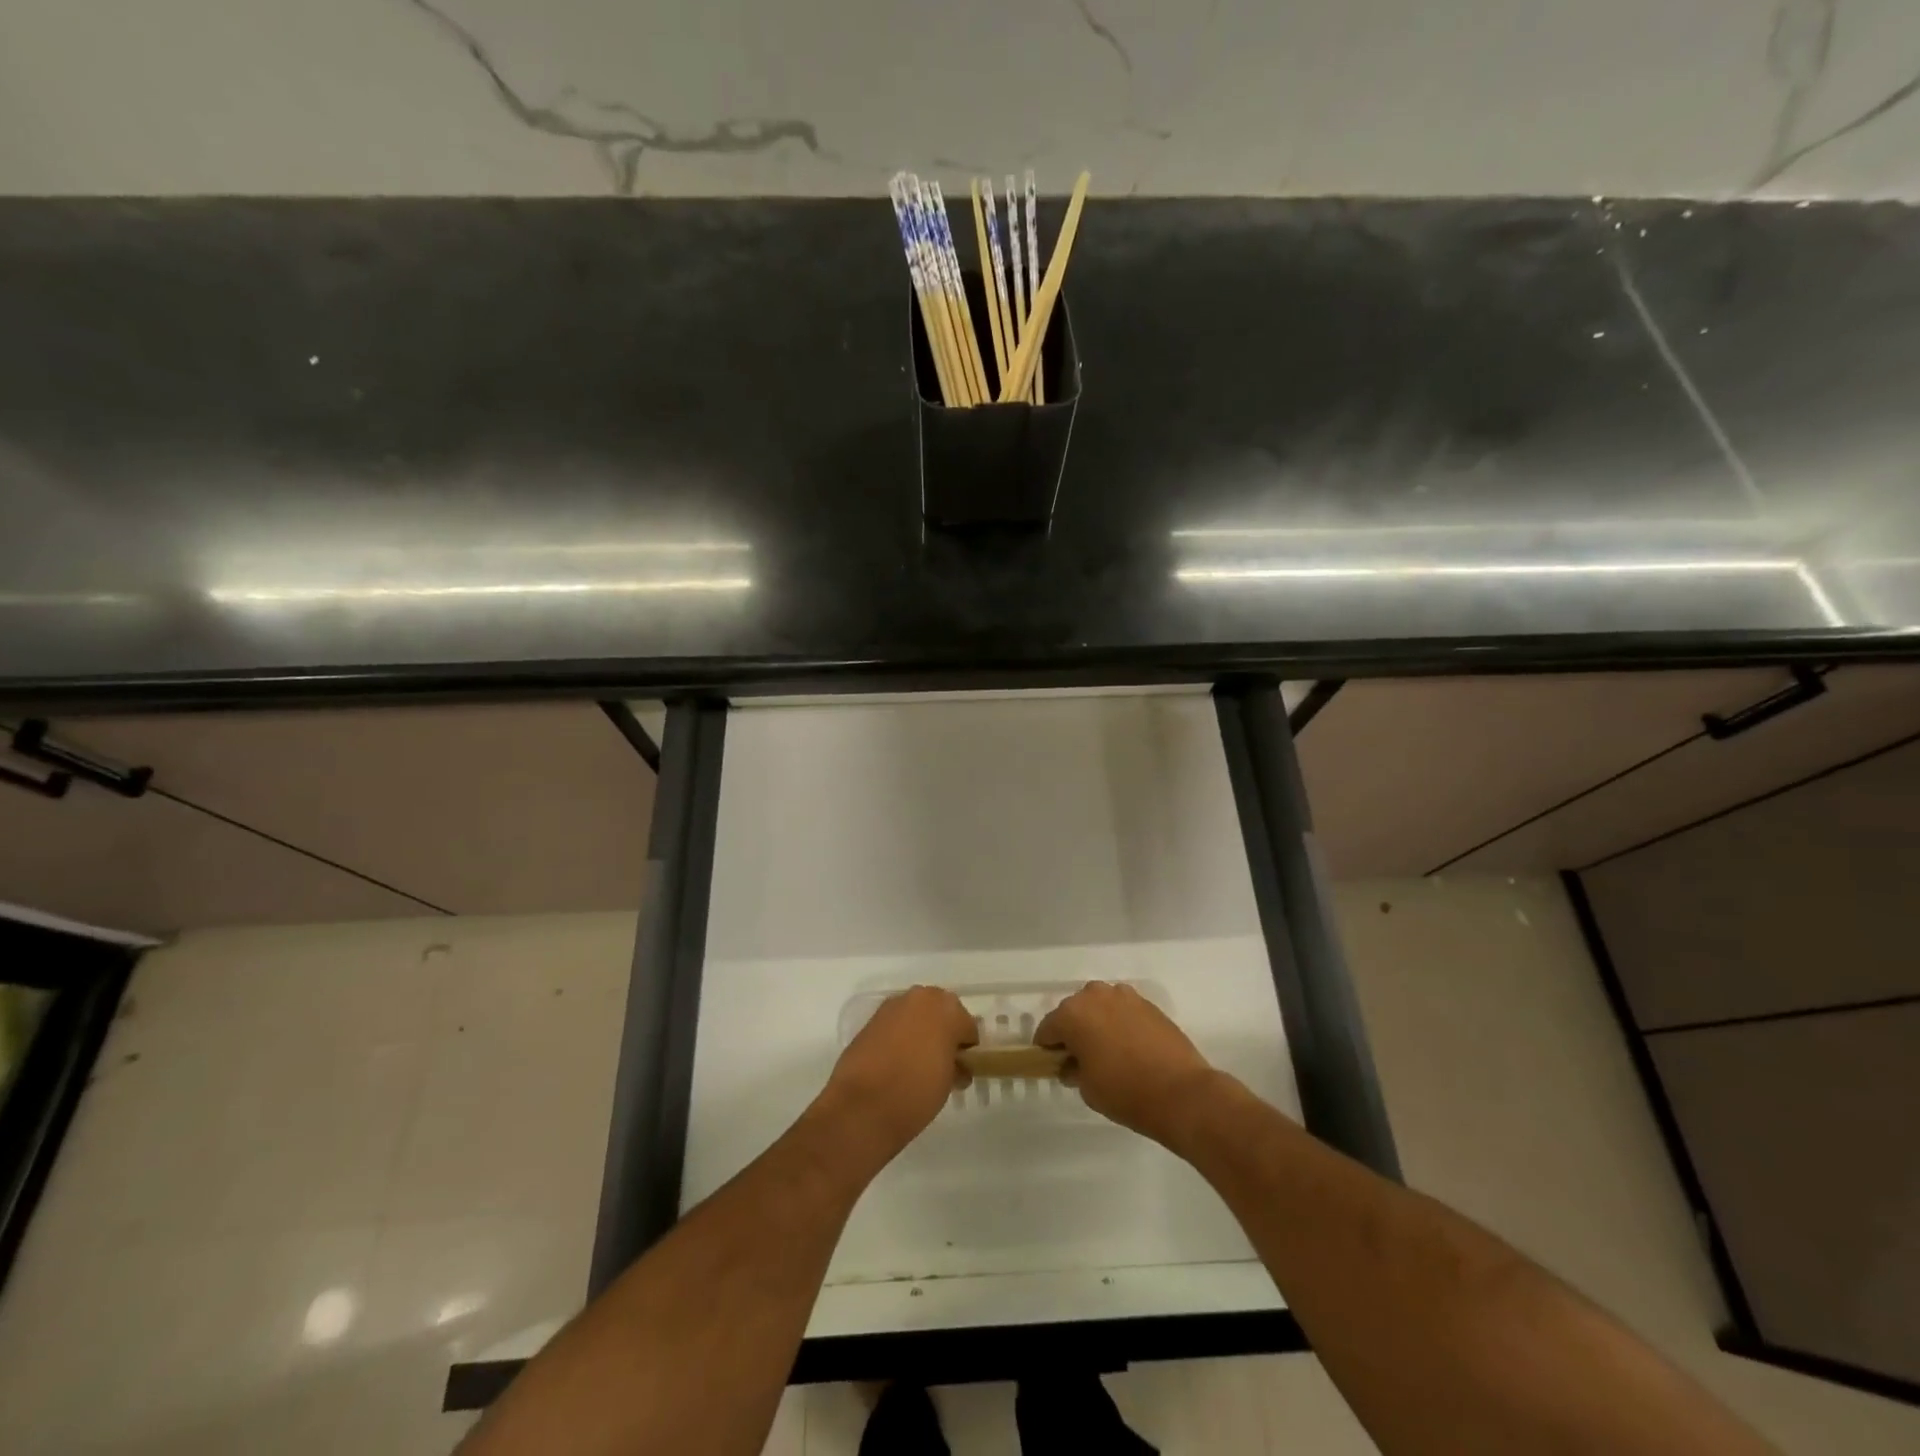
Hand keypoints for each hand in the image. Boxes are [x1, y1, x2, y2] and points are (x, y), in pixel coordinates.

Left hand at [819, 986, 977, 1163]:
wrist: (862, 1106)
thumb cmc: (916, 1092)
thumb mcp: (949, 1082)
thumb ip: (956, 1065)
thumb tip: (956, 1064)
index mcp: (947, 1008)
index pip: (967, 1026)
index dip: (966, 1048)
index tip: (962, 1068)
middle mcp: (920, 998)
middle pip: (941, 1012)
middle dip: (944, 1033)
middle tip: (942, 1063)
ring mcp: (892, 1006)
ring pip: (916, 1015)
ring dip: (920, 1032)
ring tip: (918, 1064)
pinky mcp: (871, 1019)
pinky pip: (895, 1024)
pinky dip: (899, 1036)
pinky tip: (896, 1062)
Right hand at [1036, 982, 1223, 1150]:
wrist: (1181, 1093)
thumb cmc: (1125, 1092)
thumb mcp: (1087, 1089)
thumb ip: (1073, 1070)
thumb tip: (1073, 1064)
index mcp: (1073, 1013)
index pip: (1048, 1029)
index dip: (1047, 1048)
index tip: (1053, 1064)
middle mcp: (1095, 996)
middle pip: (1074, 1011)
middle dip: (1073, 1031)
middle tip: (1080, 1059)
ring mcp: (1125, 996)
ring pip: (1100, 1006)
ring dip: (1097, 1023)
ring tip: (1107, 1051)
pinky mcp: (1148, 1004)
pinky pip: (1123, 1010)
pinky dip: (1120, 1023)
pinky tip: (1129, 1047)